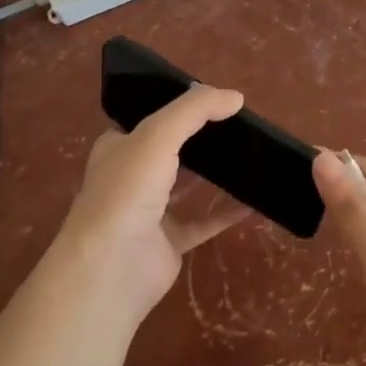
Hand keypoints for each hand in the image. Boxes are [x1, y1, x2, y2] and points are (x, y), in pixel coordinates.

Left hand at [52, 84, 252, 322]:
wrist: (111, 268)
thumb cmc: (127, 190)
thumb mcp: (159, 134)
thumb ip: (196, 109)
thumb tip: (236, 97)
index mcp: (120, 146)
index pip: (150, 117)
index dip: (180, 105)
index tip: (215, 98)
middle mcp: (132, 176)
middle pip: (173, 149)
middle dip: (202, 137)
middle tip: (240, 123)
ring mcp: (150, 211)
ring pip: (189, 185)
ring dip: (216, 172)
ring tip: (250, 154)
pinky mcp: (169, 242)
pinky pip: (204, 221)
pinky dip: (227, 211)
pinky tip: (254, 200)